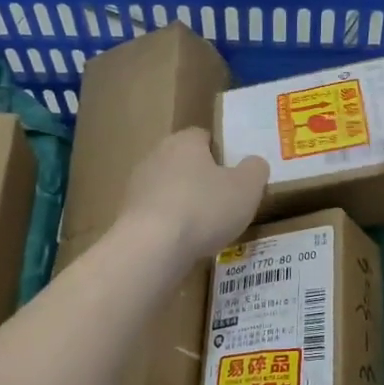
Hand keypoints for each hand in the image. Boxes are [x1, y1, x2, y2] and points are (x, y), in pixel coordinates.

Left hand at [120, 128, 268, 266]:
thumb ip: (255, 170)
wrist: (152, 247)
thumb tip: (253, 164)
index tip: (235, 176)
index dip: (221, 153)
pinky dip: (170, 225)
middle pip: (184, 163)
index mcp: (184, 141)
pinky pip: (156, 215)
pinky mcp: (128, 215)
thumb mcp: (247, 188)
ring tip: (205, 229)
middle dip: (202, 179)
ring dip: (184, 204)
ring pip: (169, 189)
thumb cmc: (204, 209)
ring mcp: (137, 186)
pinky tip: (183, 243)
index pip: (204, 136)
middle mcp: (156, 155)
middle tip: (224, 202)